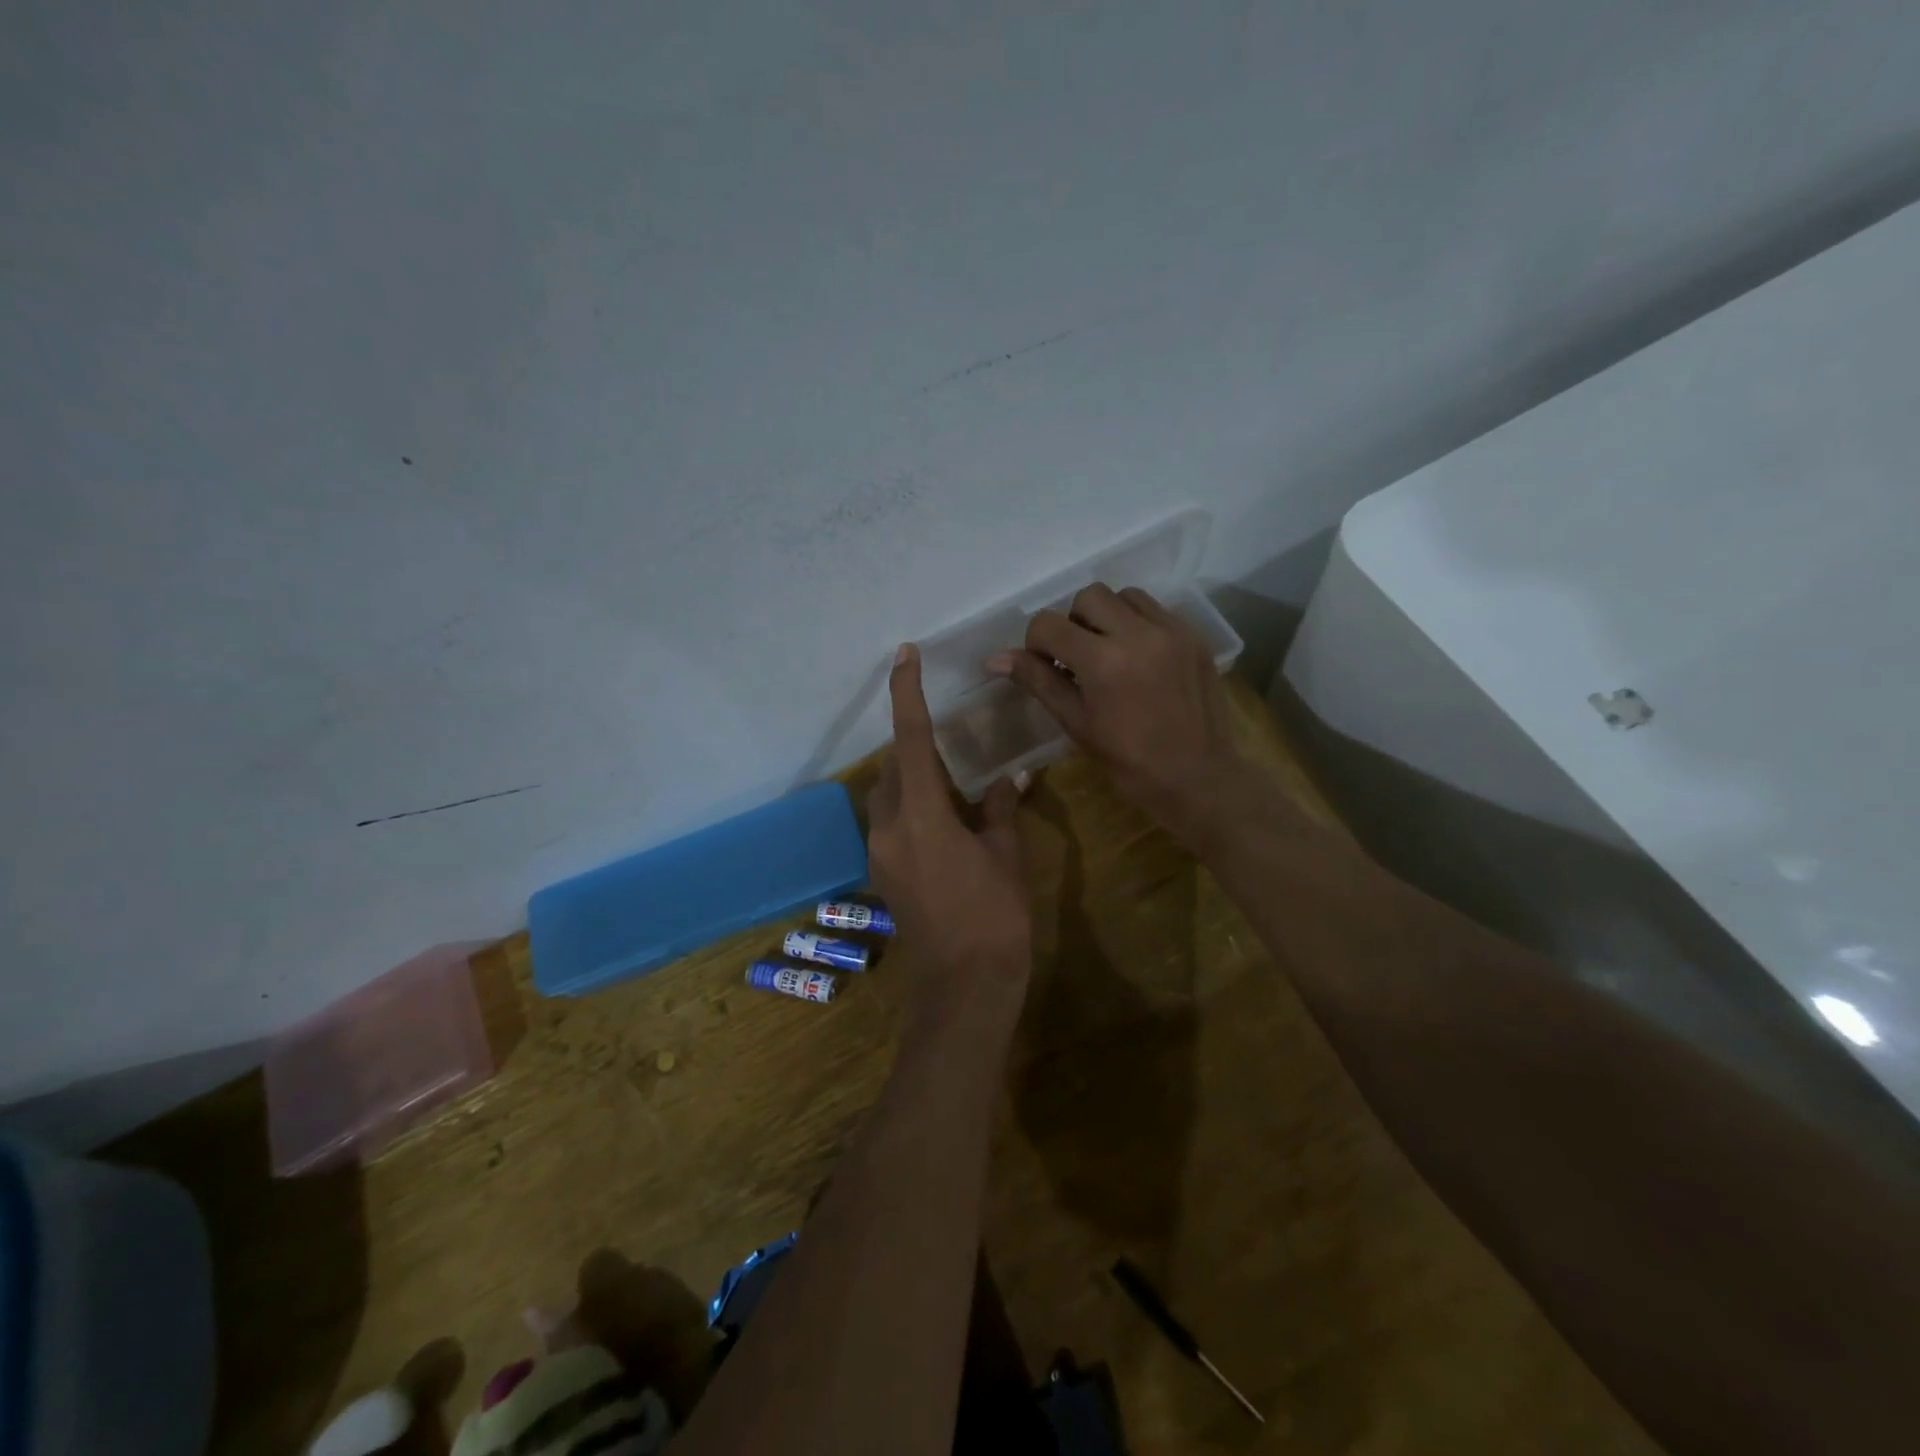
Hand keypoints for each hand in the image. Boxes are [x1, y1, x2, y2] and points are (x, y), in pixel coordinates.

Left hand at [869, 643, 1032, 1035]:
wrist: (965, 986)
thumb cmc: (995, 916)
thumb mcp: (1005, 855)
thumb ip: (1001, 809)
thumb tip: (1012, 777)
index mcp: (921, 816)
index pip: (910, 739)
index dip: (906, 694)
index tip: (905, 656)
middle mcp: (888, 828)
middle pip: (894, 767)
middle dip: (916, 744)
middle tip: (948, 733)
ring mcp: (880, 853)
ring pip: (890, 795)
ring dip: (913, 777)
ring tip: (951, 775)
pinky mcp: (883, 874)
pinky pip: (892, 822)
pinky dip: (913, 805)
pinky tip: (945, 818)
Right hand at [987, 584, 1247, 848]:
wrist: (1198, 778)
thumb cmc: (1129, 762)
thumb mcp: (1076, 723)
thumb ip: (1038, 681)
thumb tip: (994, 659)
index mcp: (1103, 662)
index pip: (1048, 624)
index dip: (1036, 643)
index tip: (1047, 667)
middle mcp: (1138, 634)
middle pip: (1088, 597)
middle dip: (1073, 623)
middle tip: (1078, 659)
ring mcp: (1172, 631)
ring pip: (1124, 596)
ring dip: (1107, 617)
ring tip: (1110, 653)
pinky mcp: (1194, 636)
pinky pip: (1156, 610)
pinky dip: (1138, 624)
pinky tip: (1139, 658)